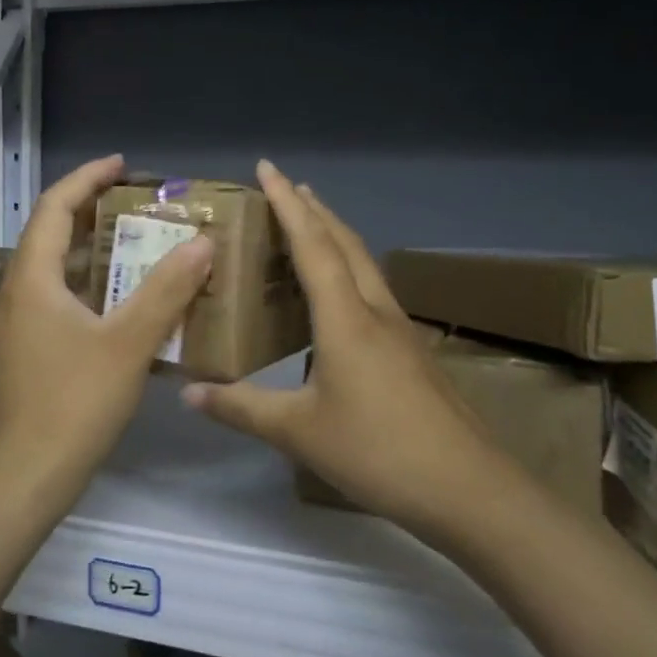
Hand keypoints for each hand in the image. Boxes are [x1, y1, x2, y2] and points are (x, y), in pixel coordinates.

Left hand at [0, 155, 213, 501]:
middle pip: (53, 235)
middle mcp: (17, 293)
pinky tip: (126, 309)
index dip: (88, 178)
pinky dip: (93, 291)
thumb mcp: (126, 344)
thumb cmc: (71, 406)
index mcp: (33, 278)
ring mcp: (17, 326)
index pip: (55, 206)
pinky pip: (60, 304)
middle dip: (96, 214)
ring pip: (58, 273)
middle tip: (143, 208)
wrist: (20, 481)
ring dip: (97, 255)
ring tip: (142, 249)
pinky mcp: (25, 354)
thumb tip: (201, 243)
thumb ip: (165, 291)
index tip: (124, 165)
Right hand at [182, 160, 492, 531]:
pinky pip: (371, 290)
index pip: (312, 244)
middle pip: (344, 243)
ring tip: (308, 225)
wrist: (467, 488)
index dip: (288, 203)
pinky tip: (336, 294)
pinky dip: (346, 270)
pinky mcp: (410, 350)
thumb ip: (240, 408)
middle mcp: (375, 310)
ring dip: (334, 236)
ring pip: (363, 264)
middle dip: (314, 209)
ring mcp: (399, 329)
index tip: (267, 167)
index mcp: (345, 318)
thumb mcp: (298, 431)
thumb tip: (189, 392)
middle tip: (286, 187)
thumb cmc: (377, 450)